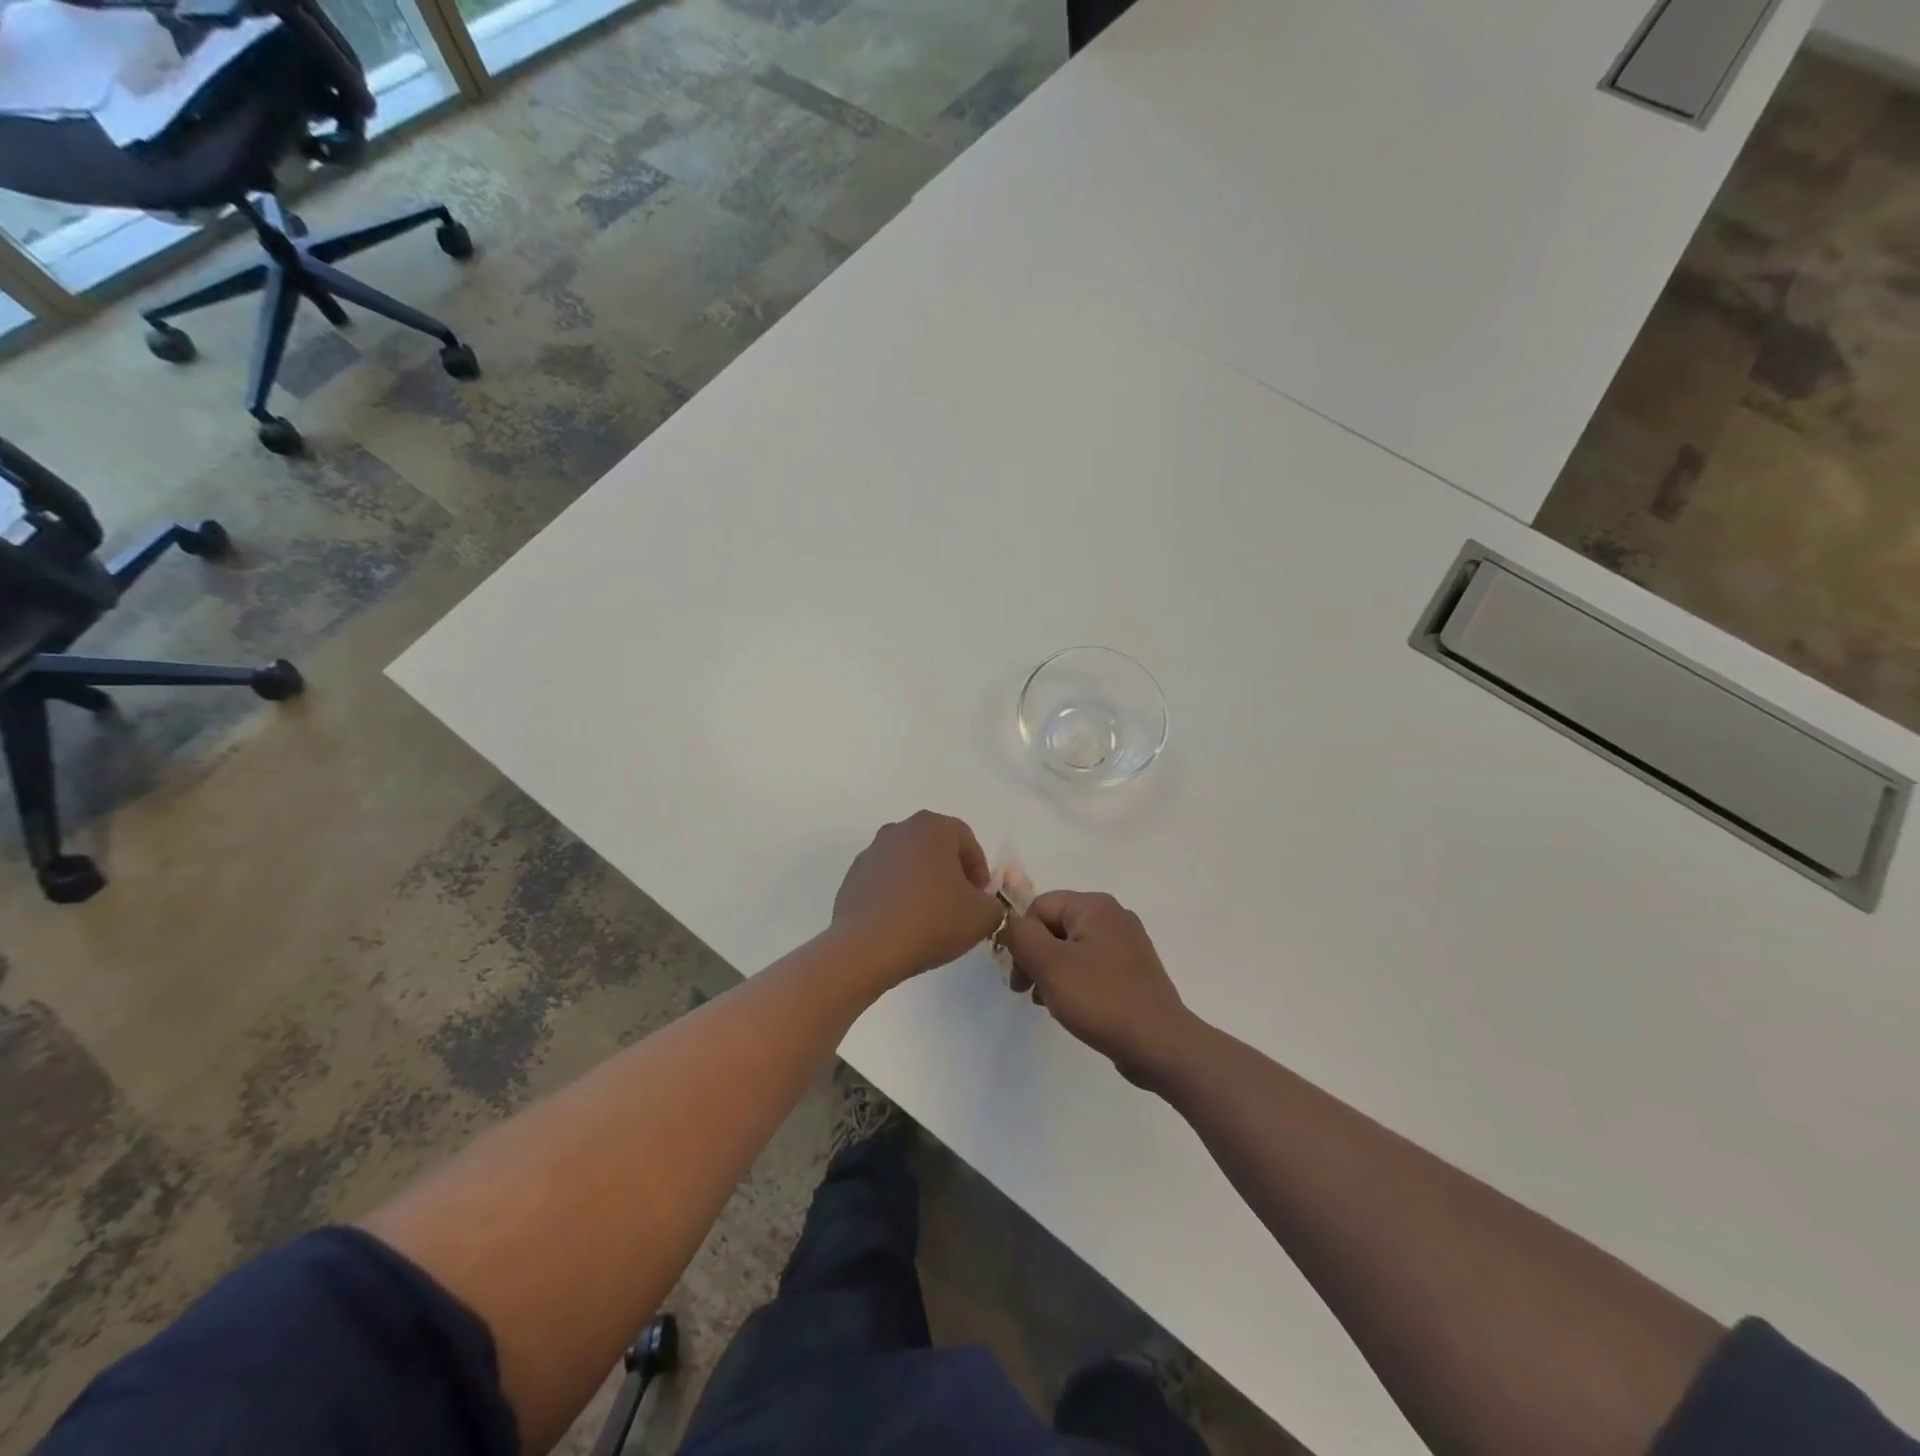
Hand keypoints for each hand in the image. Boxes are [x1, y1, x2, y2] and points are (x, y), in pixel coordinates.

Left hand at [833, 812, 1002, 982]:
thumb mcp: (983, 916)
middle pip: (935, 849)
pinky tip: (903, 925)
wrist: (867, 948)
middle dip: (950, 875)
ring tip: (930, 919)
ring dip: (923, 885)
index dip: (979, 871)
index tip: (980, 899)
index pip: (966, 841)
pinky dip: (897, 897)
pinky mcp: (852, 877)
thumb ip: (994, 904)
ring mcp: (871, 852)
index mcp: (932, 827)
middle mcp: (898, 830)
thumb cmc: (931, 920)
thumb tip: (984, 905)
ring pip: (909, 864)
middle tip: (959, 907)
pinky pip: (885, 882)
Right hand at [1004, 892, 1195, 1085]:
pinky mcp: (1132, 971)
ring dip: (1051, 972)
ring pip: (1071, 948)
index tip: (1017, 975)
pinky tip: (1069, 1007)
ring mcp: (1126, 944)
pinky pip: (1091, 966)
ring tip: (1047, 1002)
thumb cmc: (1100, 998)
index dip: (1021, 938)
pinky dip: (1073, 981)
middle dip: (1035, 956)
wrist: (1159, 1043)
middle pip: (1055, 926)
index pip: (1039, 907)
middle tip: (1026, 991)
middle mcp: (1113, 916)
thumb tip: (1011, 923)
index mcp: (1095, 906)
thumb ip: (1022, 936)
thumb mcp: (1050, 964)